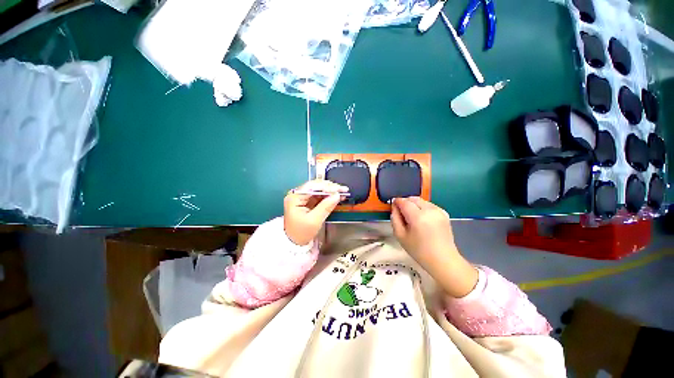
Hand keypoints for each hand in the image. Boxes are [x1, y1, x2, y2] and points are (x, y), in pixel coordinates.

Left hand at [284, 180, 348, 245]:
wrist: (294, 242)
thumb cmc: (301, 233)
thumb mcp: (314, 220)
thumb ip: (326, 206)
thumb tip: (337, 195)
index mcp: (295, 197)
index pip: (312, 186)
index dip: (327, 186)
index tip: (339, 189)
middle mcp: (297, 194)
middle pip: (315, 186)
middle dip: (330, 187)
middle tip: (343, 189)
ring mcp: (302, 197)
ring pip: (318, 190)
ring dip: (330, 191)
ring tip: (342, 192)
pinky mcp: (306, 201)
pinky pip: (319, 195)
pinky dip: (328, 195)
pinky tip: (337, 196)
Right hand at [391, 197, 477, 297]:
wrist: (443, 260)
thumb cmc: (419, 251)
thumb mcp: (400, 236)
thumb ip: (395, 219)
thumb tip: (394, 207)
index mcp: (418, 217)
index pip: (404, 202)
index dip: (396, 202)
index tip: (392, 205)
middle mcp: (430, 210)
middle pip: (413, 198)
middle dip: (405, 202)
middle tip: (401, 212)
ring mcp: (438, 211)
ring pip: (421, 200)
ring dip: (413, 204)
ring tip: (411, 216)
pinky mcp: (444, 213)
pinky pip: (429, 205)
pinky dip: (422, 207)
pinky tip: (421, 218)